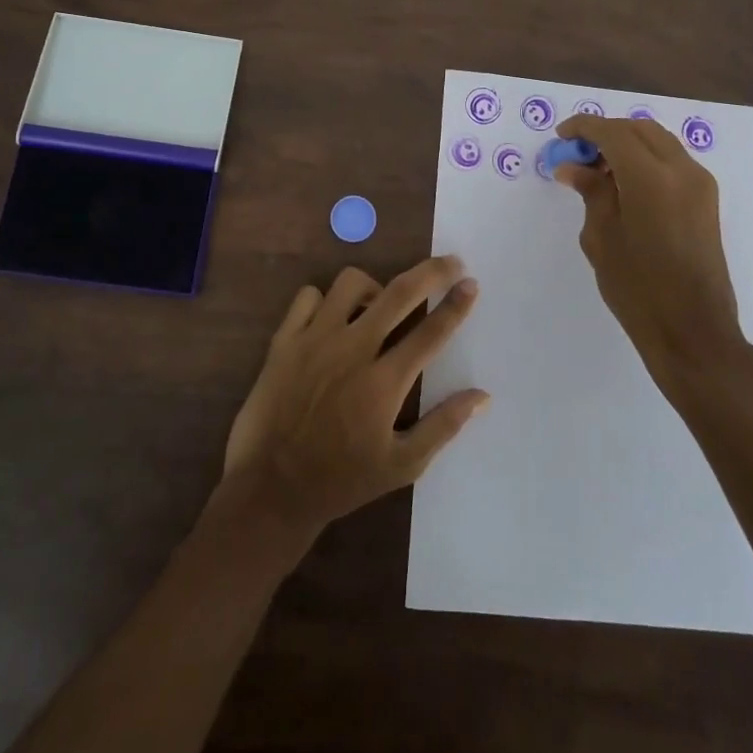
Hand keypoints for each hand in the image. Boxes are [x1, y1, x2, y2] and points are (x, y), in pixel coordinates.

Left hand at [219, 257, 489, 548]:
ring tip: (378, 305)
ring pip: (350, 283)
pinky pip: (308, 296)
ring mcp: (314, 340)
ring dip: (373, 287)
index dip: (456, 305)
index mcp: (384, 383)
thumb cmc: (341, 481)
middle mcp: (352, 350)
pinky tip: (332, 319)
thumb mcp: (402, 465)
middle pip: (399, 293)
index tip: (471, 283)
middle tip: (450, 263)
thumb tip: (482, 396)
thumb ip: (443, 426)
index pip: (431, 332)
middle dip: (432, 272)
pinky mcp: (283, 340)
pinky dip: (324, 299)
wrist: (270, 489)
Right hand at [553, 113, 749, 384]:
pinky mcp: (707, 200)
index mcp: (651, 177)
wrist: (692, 329)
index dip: (584, 128)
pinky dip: (646, 159)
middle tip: (578, 154)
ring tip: (599, 170)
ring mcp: (700, 183)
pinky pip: (672, 161)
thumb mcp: (601, 237)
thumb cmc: (637, 287)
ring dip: (628, 144)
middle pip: (639, 129)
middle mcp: (681, 170)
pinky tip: (625, 185)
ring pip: (659, 142)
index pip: (613, 132)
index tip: (561, 136)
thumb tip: (573, 167)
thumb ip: (591, 192)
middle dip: (606, 133)